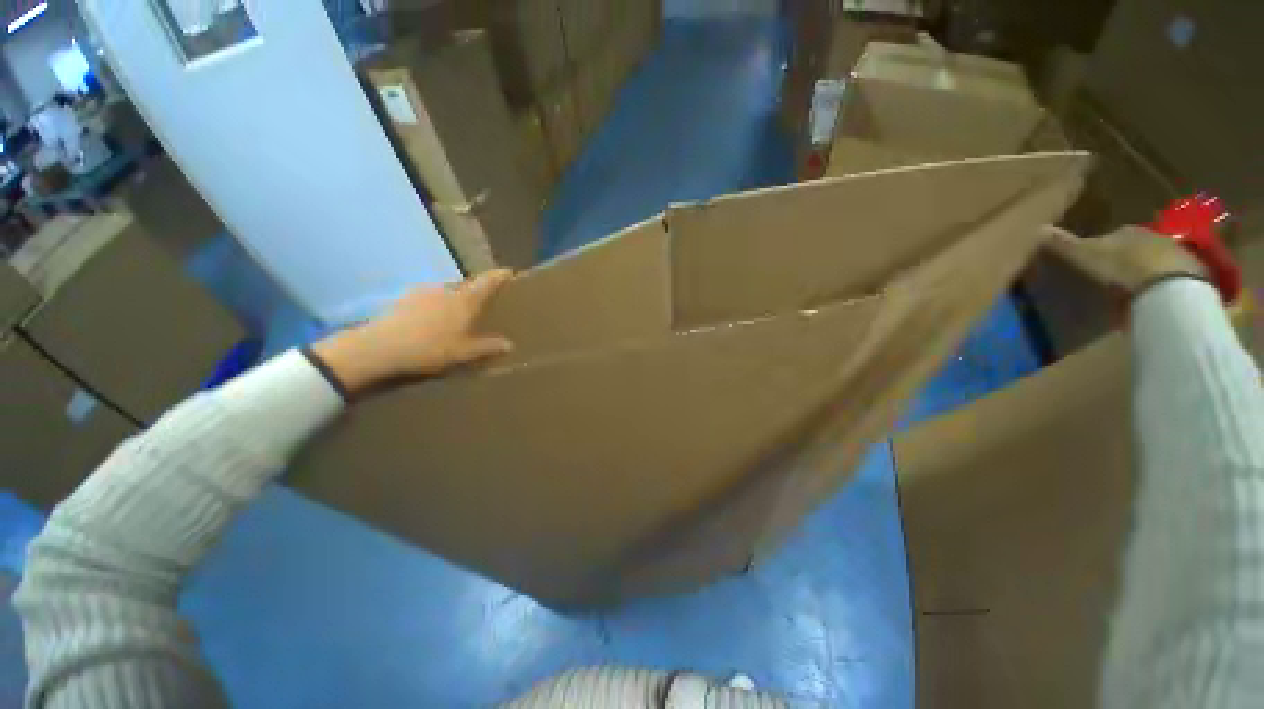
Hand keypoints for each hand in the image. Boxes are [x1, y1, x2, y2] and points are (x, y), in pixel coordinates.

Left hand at [312, 269, 514, 393]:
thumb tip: (510, 344)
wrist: (380, 347)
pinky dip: (434, 305)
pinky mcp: (404, 298)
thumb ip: (487, 346)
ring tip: (454, 316)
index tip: (508, 271)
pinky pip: (428, 298)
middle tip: (480, 305)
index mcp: (463, 301)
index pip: (486, 283)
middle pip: (465, 287)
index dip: (498, 276)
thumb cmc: (430, 348)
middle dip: (474, 293)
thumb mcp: (463, 352)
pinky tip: (430, 321)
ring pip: (445, 292)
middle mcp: (445, 290)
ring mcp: (422, 292)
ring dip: (453, 300)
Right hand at [1043, 226, 1207, 295]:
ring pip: (1156, 260)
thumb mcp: (1084, 256)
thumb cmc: (1122, 267)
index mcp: (1126, 231)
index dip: (1102, 249)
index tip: (1094, 264)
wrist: (1167, 287)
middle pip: (1137, 247)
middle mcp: (1153, 235)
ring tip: (1135, 291)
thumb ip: (1063, 244)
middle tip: (1115, 277)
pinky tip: (1154, 299)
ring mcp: (1177, 254)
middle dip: (1128, 258)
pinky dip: (1163, 286)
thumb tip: (1037, 228)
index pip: (1112, 236)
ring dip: (1147, 272)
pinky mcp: (1193, 275)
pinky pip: (1173, 278)